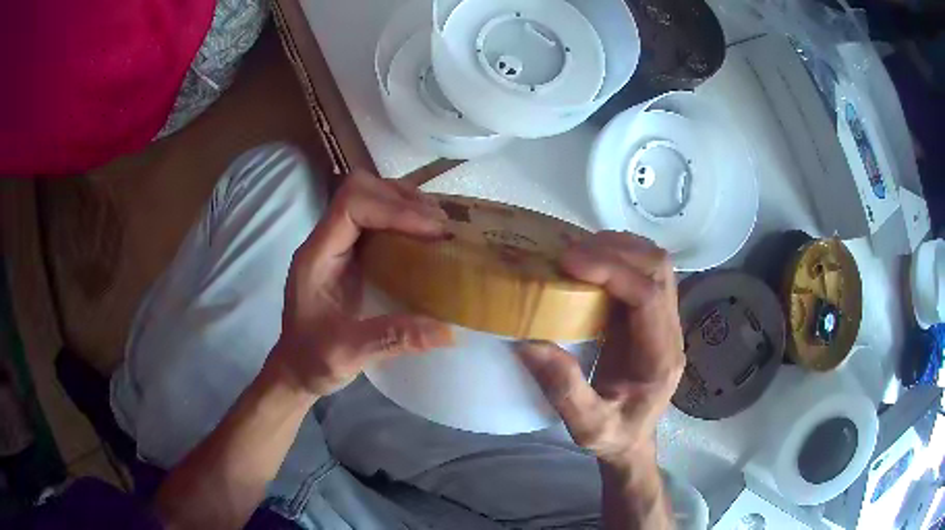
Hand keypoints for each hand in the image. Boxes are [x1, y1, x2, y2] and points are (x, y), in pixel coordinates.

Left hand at [270, 171, 453, 397]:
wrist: (296, 368)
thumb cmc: (312, 360)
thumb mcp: (348, 354)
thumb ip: (392, 339)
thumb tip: (447, 332)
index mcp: (317, 256)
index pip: (351, 205)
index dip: (393, 208)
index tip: (431, 229)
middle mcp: (326, 240)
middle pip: (360, 189)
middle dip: (402, 199)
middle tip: (440, 224)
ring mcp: (337, 244)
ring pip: (369, 197)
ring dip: (405, 203)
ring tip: (438, 224)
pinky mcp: (350, 253)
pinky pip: (377, 218)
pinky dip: (403, 217)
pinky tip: (425, 234)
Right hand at [517, 232, 683, 466]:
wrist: (634, 440)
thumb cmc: (615, 437)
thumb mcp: (587, 427)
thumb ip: (564, 390)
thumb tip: (529, 341)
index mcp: (661, 358)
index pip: (649, 297)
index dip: (612, 271)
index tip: (568, 262)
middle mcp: (670, 331)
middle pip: (658, 269)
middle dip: (616, 251)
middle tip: (569, 254)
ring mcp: (663, 320)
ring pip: (654, 265)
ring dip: (618, 249)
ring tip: (577, 254)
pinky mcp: (648, 316)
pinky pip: (640, 272)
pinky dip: (616, 258)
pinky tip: (588, 264)